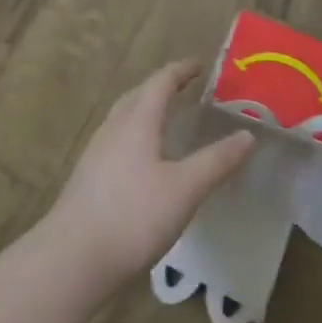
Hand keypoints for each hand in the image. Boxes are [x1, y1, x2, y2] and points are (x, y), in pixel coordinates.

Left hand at [43, 60, 255, 292]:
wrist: (73, 257)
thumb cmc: (134, 216)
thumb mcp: (185, 189)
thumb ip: (217, 162)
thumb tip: (248, 135)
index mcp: (137, 121)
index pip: (160, 83)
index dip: (180, 71)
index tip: (199, 65)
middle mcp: (113, 128)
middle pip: (137, 95)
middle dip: (161, 87)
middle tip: (184, 88)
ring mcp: (96, 152)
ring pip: (124, 118)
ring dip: (145, 109)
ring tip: (166, 119)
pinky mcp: (89, 177)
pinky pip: (116, 140)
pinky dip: (135, 135)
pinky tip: (143, 160)